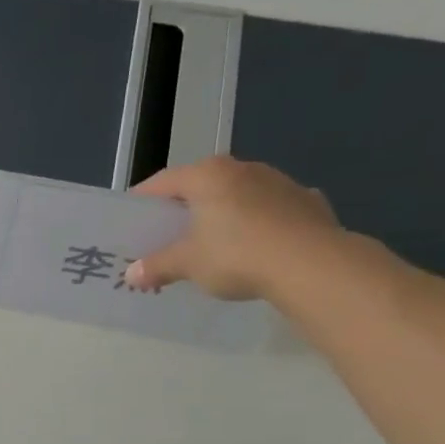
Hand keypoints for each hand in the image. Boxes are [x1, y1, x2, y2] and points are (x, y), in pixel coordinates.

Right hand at [122, 156, 343, 301]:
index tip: (132, 220)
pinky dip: (257, 223)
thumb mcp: (187, 264)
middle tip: (167, 234)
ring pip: (237, 195)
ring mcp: (279, 182)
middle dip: (183, 209)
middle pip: (200, 186)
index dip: (142, 201)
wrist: (312, 265)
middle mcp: (242, 169)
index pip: (162, 182)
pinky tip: (255, 245)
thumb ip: (156, 266)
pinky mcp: (307, 201)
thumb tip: (131, 275)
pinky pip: (270, 209)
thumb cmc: (236, 255)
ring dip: (221, 214)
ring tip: (212, 242)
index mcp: (207, 175)